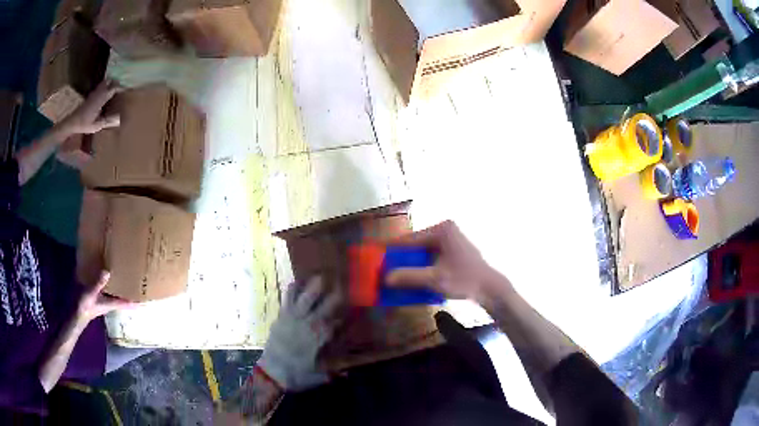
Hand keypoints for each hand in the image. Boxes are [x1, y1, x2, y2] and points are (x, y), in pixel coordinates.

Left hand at [59, 80, 120, 134]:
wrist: (73, 122)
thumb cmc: (84, 124)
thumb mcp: (96, 125)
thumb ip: (107, 121)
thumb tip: (119, 119)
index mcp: (101, 99)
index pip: (113, 88)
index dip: (120, 87)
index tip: (126, 88)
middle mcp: (98, 93)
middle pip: (108, 82)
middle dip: (115, 82)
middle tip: (120, 86)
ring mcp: (94, 93)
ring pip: (104, 83)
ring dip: (109, 83)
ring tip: (114, 87)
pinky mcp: (90, 96)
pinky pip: (99, 88)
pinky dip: (104, 87)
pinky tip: (104, 93)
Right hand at [77, 272, 135, 323]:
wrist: (76, 314)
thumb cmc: (85, 306)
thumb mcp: (91, 293)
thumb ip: (98, 283)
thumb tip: (108, 271)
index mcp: (111, 304)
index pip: (127, 303)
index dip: (137, 302)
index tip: (147, 299)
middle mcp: (110, 302)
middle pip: (124, 298)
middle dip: (131, 292)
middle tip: (140, 283)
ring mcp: (104, 300)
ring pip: (116, 293)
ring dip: (121, 287)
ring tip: (128, 276)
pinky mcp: (98, 297)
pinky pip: (108, 290)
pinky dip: (111, 283)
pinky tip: (110, 275)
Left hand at [258, 276, 342, 390]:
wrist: (272, 373)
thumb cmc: (298, 375)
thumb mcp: (320, 376)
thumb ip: (335, 372)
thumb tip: (348, 372)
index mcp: (321, 337)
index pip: (337, 322)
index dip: (346, 314)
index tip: (353, 308)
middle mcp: (309, 324)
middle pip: (325, 305)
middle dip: (335, 295)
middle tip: (342, 283)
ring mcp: (294, 318)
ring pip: (306, 298)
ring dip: (314, 287)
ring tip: (320, 276)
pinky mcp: (282, 317)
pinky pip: (287, 299)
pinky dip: (292, 290)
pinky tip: (296, 282)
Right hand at [385, 221, 504, 302]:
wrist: (491, 289)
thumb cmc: (465, 280)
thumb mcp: (435, 279)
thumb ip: (409, 277)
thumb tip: (385, 278)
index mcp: (442, 230)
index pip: (410, 239)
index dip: (393, 249)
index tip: (376, 255)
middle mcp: (446, 231)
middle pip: (416, 245)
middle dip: (402, 258)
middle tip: (385, 268)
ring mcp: (451, 241)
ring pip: (423, 252)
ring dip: (411, 264)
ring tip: (395, 274)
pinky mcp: (454, 252)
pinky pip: (432, 257)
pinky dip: (422, 267)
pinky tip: (413, 277)